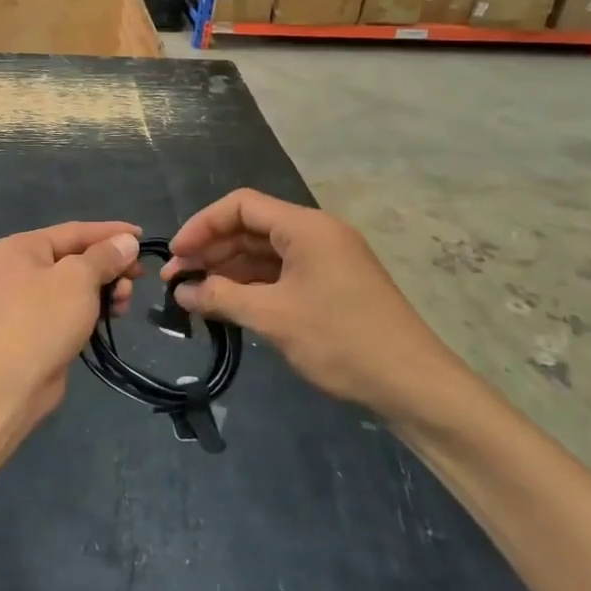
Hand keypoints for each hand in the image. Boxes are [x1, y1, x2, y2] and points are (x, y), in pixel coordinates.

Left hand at [0, 222, 140, 415]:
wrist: (8, 384)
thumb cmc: (42, 320)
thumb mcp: (78, 279)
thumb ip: (105, 256)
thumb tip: (126, 240)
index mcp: (21, 247)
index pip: (75, 231)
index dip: (111, 232)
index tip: (143, 236)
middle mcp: (19, 268)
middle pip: (76, 258)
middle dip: (110, 267)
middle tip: (138, 278)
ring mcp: (25, 300)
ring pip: (75, 285)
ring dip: (105, 289)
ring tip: (124, 302)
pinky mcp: (35, 328)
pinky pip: (70, 308)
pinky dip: (92, 309)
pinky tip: (112, 316)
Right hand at [163, 190, 458, 415]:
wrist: (414, 385)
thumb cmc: (340, 340)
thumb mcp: (272, 317)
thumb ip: (221, 297)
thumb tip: (182, 292)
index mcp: (306, 226)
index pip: (241, 205)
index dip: (202, 225)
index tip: (176, 255)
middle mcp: (316, 233)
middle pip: (251, 227)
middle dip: (211, 250)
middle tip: (177, 280)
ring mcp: (326, 259)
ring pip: (264, 252)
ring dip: (228, 270)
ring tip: (194, 295)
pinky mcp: (331, 284)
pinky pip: (281, 273)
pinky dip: (251, 284)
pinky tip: (227, 304)